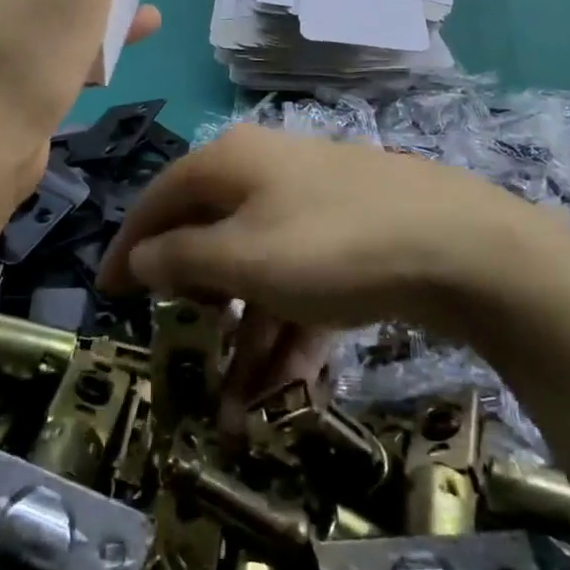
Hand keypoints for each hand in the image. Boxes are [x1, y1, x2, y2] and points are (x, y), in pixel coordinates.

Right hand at [98, 125, 569, 411]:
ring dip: (245, 335)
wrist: (462, 248)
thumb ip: (179, 258)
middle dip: (197, 303)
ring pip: (260, 271)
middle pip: (211, 236)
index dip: (129, 247)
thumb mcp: (242, 258)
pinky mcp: (351, 240)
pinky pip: (302, 284)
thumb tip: (137, 257)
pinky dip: (289, 330)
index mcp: (232, 163)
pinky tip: (284, 386)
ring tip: (235, 407)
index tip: (107, 294)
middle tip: (183, 346)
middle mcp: (269, 173)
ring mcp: (314, 206)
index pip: (160, 199)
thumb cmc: (331, 247)